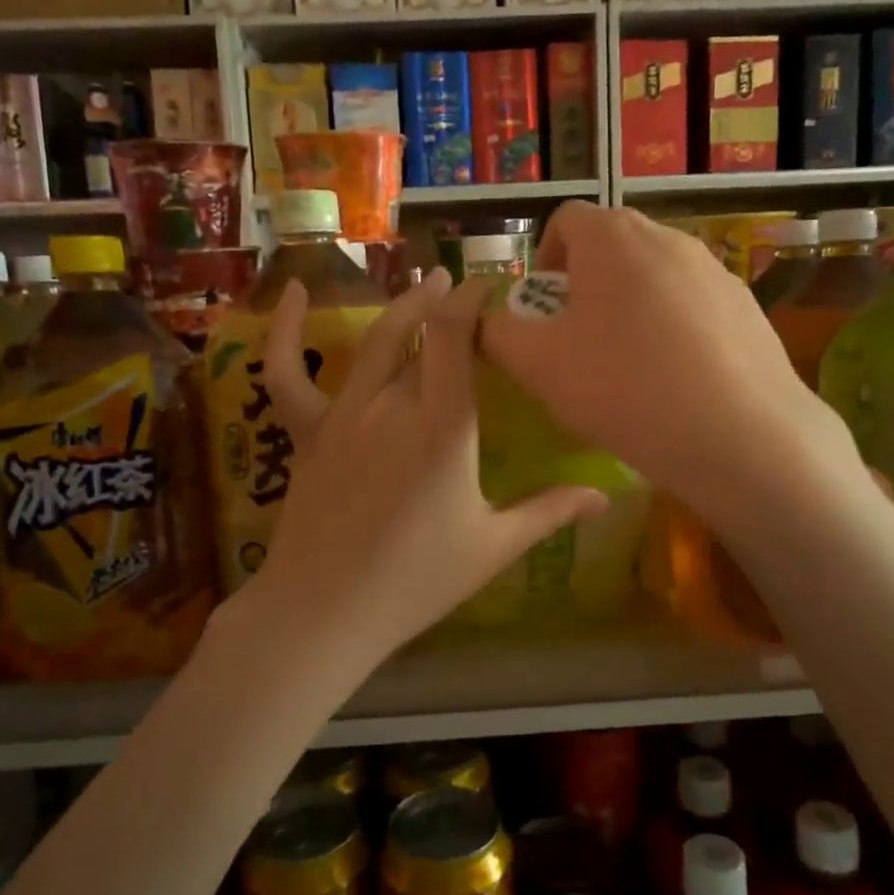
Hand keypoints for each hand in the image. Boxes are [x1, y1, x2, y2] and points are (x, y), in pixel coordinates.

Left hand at [239, 268, 606, 671]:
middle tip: (464, 286)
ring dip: (402, 306)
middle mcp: (393, 405)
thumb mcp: (493, 547)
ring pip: (374, 341)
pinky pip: (289, 372)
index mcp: (444, 427)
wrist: (325, 611)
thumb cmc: (416, 582)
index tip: (493, 286)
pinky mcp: (309, 431)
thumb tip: (606, 498)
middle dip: (447, 300)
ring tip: (424, 283)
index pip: (457, 335)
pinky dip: (287, 330)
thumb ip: (550, 513)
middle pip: (421, 331)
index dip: (474, 300)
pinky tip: (293, 293)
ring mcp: (344, 414)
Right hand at [480, 203, 865, 527]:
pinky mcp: (747, 307)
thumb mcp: (538, 365)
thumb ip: (498, 332)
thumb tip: (487, 320)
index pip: (564, 220)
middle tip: (577, 344)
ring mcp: (715, 270)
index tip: (542, 312)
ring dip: (628, 309)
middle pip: (610, 248)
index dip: (542, 261)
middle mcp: (668, 237)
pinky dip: (671, 330)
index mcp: (613, 237)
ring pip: (652, 279)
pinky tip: (674, 383)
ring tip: (627, 370)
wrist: (741, 436)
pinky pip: (692, 307)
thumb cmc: (624, 388)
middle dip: (583, 288)